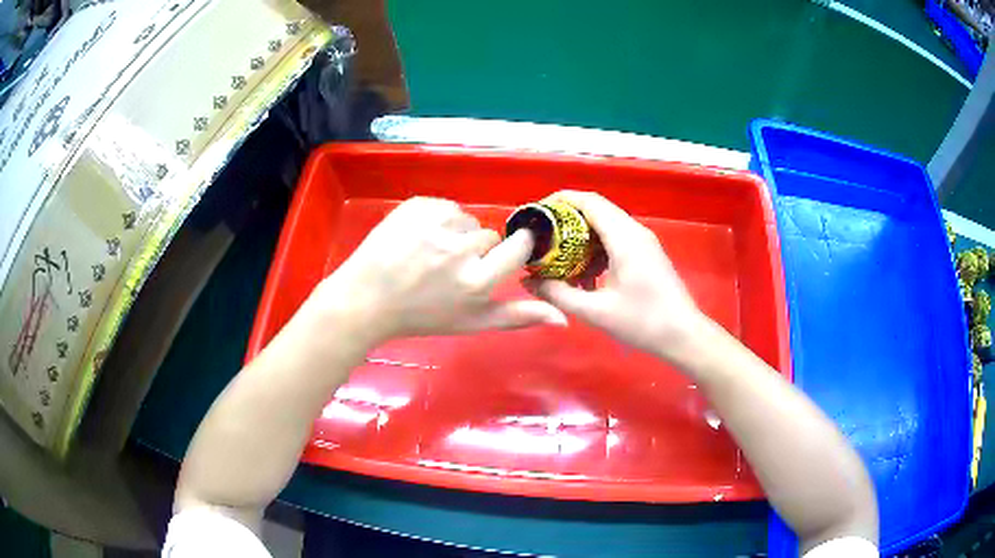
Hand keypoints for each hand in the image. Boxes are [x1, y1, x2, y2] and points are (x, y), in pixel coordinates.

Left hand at [316, 197, 566, 342]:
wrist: (367, 298)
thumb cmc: (422, 316)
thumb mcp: (472, 323)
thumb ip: (518, 316)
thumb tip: (563, 318)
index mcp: (477, 281)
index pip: (519, 247)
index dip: (512, 249)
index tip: (498, 256)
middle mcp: (460, 250)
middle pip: (489, 235)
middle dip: (477, 249)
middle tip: (449, 268)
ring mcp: (436, 223)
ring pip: (467, 219)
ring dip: (456, 232)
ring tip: (430, 253)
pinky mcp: (418, 205)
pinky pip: (444, 206)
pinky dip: (437, 219)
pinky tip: (418, 239)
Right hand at [529, 191, 705, 360]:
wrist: (684, 335)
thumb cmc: (643, 322)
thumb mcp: (596, 312)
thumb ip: (558, 294)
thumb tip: (527, 282)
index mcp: (624, 237)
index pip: (589, 202)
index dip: (560, 201)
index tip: (536, 212)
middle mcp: (634, 231)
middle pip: (596, 211)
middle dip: (566, 220)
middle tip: (541, 238)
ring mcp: (643, 242)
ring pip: (605, 227)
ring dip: (581, 238)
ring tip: (558, 259)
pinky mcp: (646, 255)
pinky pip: (615, 241)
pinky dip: (595, 251)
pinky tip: (585, 277)